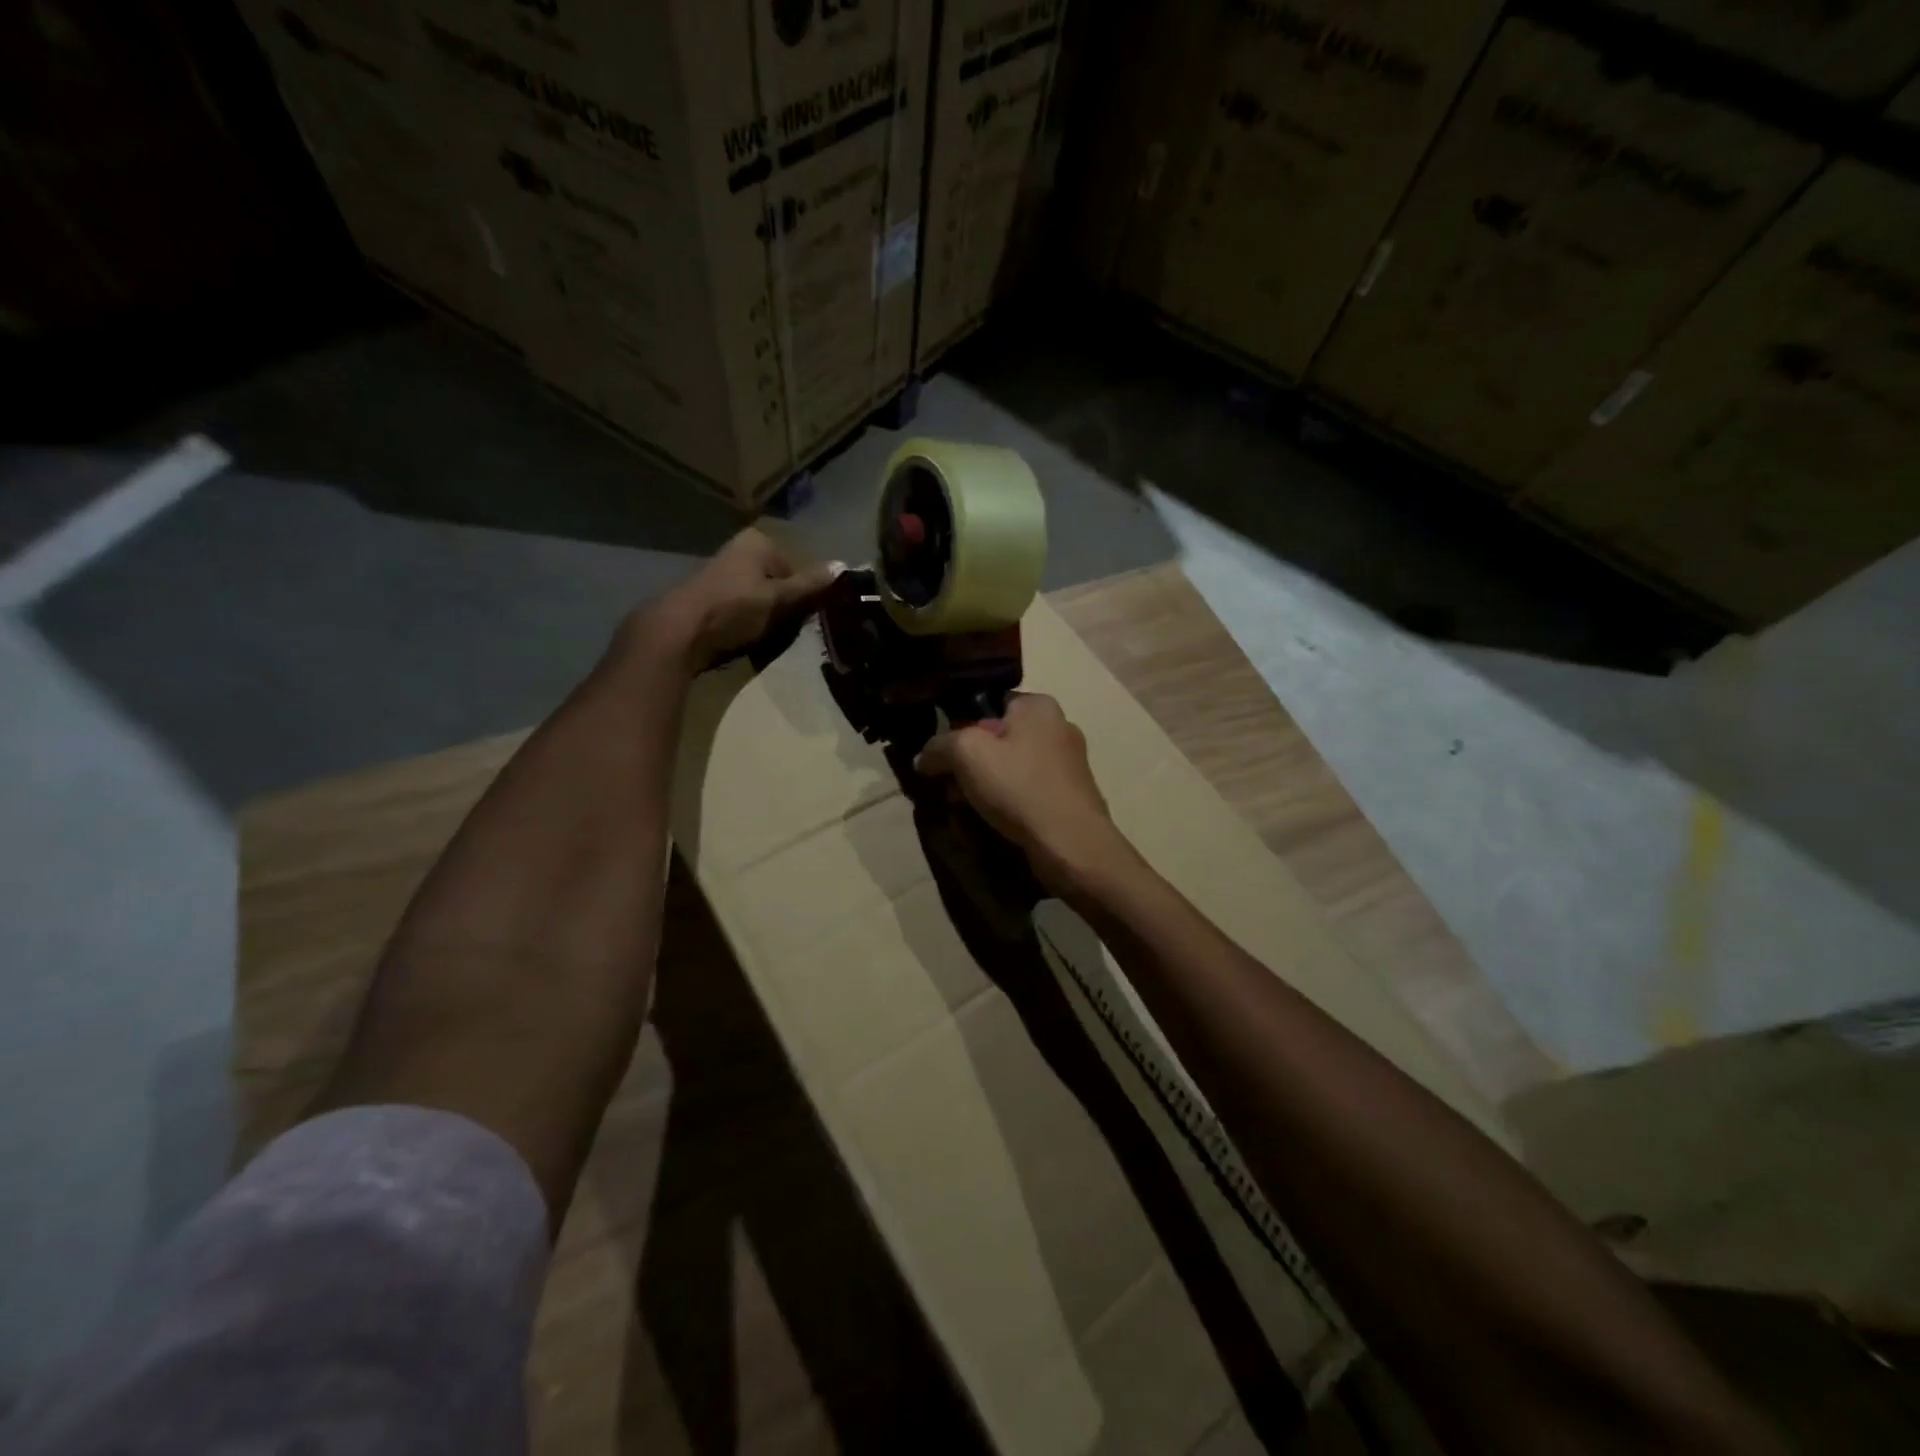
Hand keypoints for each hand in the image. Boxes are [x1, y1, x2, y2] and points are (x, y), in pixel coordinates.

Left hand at [647, 529, 836, 671]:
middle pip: (777, 584)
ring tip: (760, 639)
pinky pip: (740, 610)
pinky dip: (744, 624)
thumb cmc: (734, 608)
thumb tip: (844, 565)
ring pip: (759, 599)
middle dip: (782, 608)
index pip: (796, 570)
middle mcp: (739, 550)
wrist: (679, 632)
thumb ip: (811, 585)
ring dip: (764, 619)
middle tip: (782, 631)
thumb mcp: (779, 598)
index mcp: (758, 542)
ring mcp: (721, 572)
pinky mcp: (708, 596)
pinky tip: (741, 640)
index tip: (800, 619)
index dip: (802, 596)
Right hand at [914, 694, 1126, 894]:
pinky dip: (1008, 806)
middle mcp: (1059, 727)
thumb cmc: (1019, 787)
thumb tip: (924, 758)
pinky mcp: (1071, 797)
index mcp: (1039, 706)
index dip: (961, 729)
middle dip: (970, 767)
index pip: (988, 705)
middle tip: (952, 791)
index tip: (945, 758)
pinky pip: (1028, 793)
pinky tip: (995, 825)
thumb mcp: (966, 754)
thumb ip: (939, 747)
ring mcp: (1069, 764)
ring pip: (1011, 770)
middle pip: (998, 741)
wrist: (1071, 844)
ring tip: (968, 813)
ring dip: (985, 790)